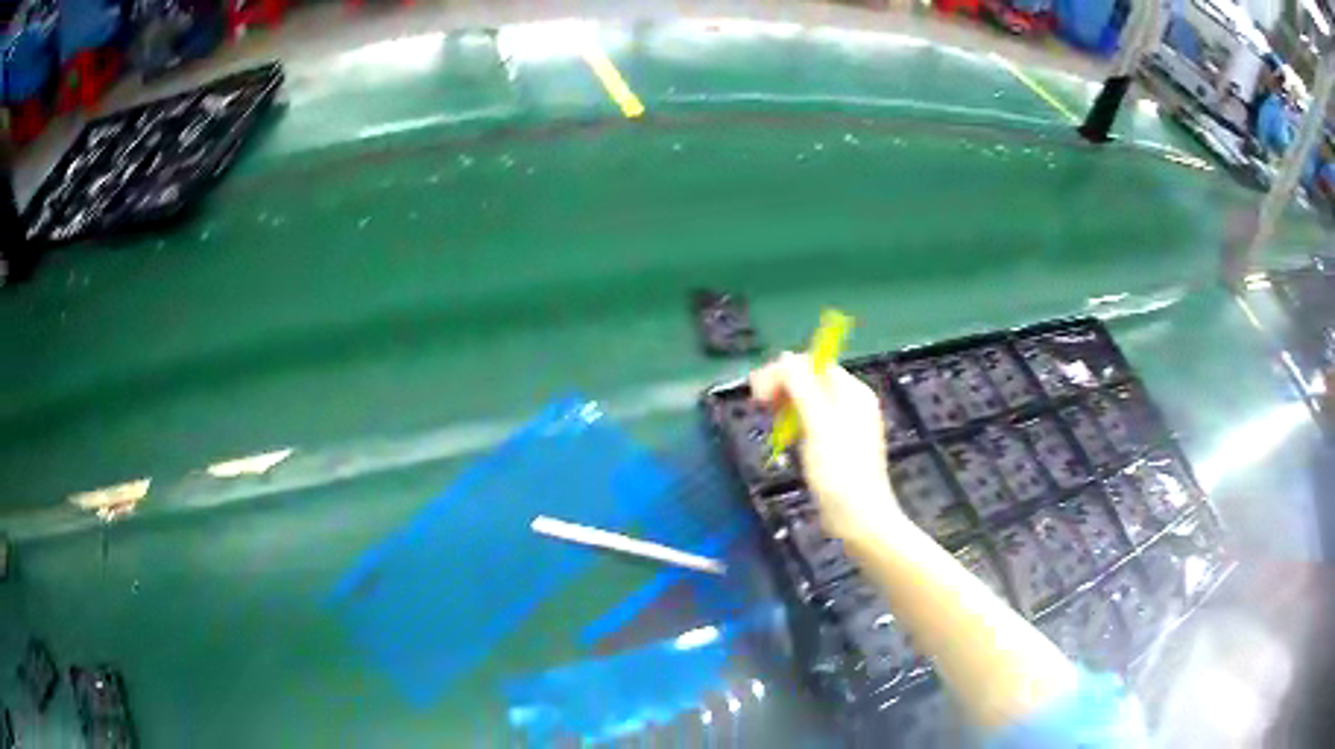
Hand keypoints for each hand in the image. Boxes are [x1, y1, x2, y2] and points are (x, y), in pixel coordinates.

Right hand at [750, 352, 909, 543]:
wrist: (858, 518)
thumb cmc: (839, 471)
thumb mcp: (818, 425)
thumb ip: (802, 387)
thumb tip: (785, 357)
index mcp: (852, 392)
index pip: (813, 364)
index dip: (784, 371)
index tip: (758, 391)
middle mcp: (850, 402)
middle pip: (811, 380)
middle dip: (782, 386)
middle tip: (757, 403)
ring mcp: (844, 424)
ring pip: (808, 401)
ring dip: (786, 404)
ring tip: (770, 420)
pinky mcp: (836, 445)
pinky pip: (811, 422)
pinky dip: (795, 423)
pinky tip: (785, 437)